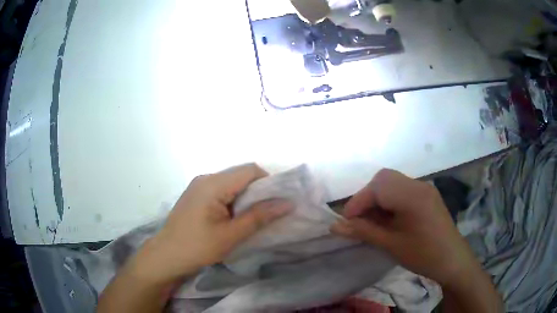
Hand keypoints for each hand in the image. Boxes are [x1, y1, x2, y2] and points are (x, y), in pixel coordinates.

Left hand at [134, 163, 292, 284]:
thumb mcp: (231, 234)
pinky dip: (233, 200)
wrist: (166, 257)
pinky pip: (221, 190)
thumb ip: (259, 216)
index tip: (277, 202)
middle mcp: (205, 178)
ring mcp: (198, 186)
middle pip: (240, 175)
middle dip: (258, 191)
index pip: (250, 170)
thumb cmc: (197, 247)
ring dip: (245, 197)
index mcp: (213, 184)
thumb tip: (288, 203)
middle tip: (268, 212)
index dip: (268, 182)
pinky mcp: (196, 195)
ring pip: (231, 183)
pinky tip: (234, 217)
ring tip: (252, 217)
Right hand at [330, 169, 478, 287]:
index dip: (357, 202)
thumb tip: (334, 226)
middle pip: (384, 179)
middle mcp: (418, 185)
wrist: (452, 260)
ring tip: (371, 220)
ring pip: (392, 182)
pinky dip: (389, 200)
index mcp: (412, 195)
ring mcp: (424, 189)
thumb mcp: (391, 245)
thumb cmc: (423, 255)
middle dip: (366, 197)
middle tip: (358, 220)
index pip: (377, 187)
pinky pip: (402, 189)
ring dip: (377, 198)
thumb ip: (363, 231)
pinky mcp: (426, 195)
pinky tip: (388, 218)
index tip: (345, 222)